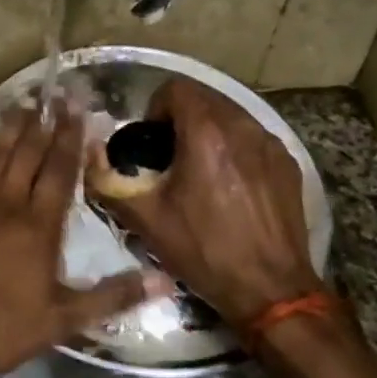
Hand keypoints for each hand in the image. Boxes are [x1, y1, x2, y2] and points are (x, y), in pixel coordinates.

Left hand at [0, 104, 148, 377]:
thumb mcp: (60, 322)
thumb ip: (112, 298)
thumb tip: (165, 283)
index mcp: (39, 226)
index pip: (60, 171)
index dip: (72, 139)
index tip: (80, 110)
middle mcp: (8, 202)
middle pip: (30, 153)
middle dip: (47, 122)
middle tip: (58, 94)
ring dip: (13, 125)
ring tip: (26, 101)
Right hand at [86, 77, 321, 330]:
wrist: (271, 289)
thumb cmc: (205, 251)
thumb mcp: (146, 220)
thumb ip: (108, 182)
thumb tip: (88, 155)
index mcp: (206, 133)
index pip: (176, 88)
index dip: (155, 107)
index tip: (149, 141)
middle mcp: (242, 126)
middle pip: (204, 97)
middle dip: (181, 117)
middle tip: (168, 155)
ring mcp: (270, 144)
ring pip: (231, 114)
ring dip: (208, 130)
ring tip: (198, 168)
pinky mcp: (287, 163)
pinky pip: (253, 137)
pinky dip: (235, 147)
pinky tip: (229, 184)